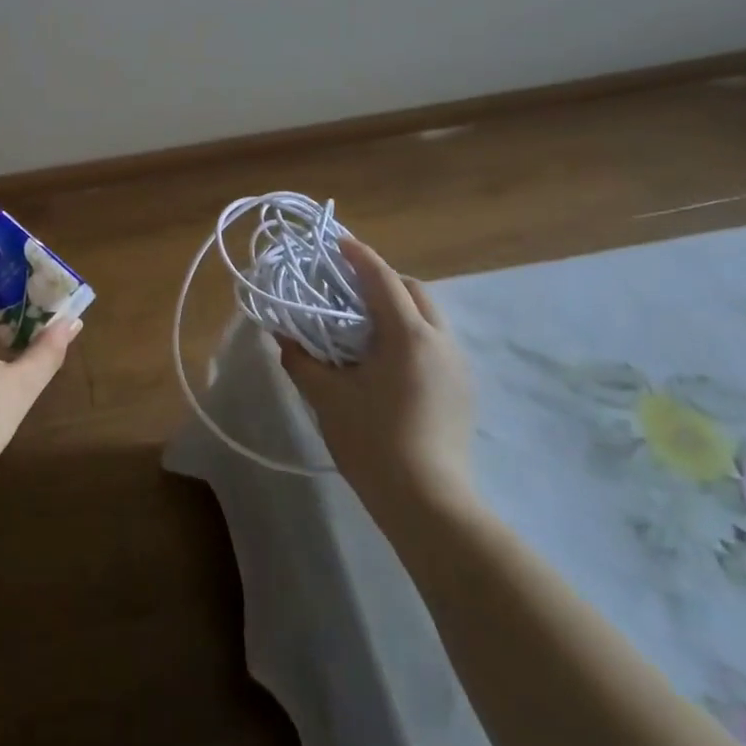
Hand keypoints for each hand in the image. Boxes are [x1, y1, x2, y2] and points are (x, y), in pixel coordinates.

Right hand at [278, 236, 477, 517]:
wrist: (428, 503)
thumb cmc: (372, 442)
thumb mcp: (326, 398)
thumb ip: (301, 360)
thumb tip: (282, 337)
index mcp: (408, 335)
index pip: (383, 279)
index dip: (359, 257)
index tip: (338, 242)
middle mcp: (441, 341)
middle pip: (414, 291)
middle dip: (383, 279)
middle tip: (348, 286)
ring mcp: (458, 366)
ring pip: (429, 317)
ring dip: (399, 307)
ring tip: (364, 323)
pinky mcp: (462, 390)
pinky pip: (435, 343)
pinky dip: (411, 333)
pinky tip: (387, 359)